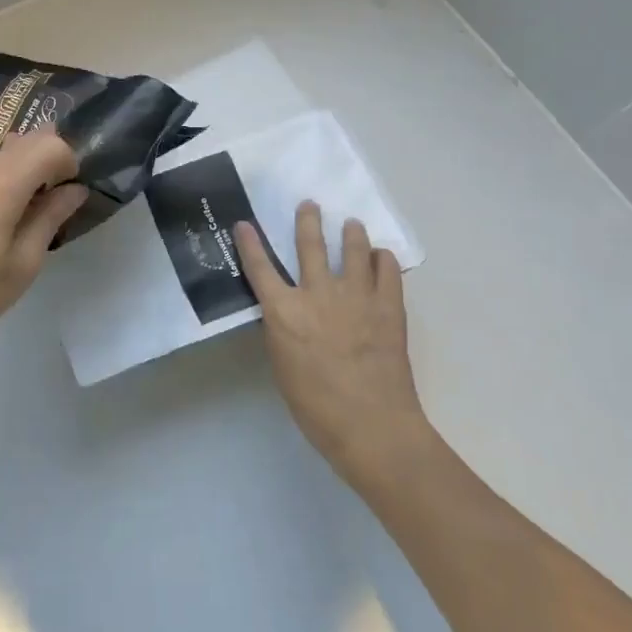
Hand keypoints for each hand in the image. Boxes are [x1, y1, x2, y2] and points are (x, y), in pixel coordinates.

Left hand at [0, 129, 86, 365]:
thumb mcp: (23, 264)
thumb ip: (50, 218)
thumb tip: (75, 189)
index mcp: (3, 186)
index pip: (50, 144)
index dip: (71, 162)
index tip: (74, 196)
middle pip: (29, 139)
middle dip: (55, 158)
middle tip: (65, 198)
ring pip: (8, 152)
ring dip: (33, 167)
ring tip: (41, 208)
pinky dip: (12, 178)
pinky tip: (12, 217)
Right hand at [233, 201, 431, 492]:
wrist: (372, 427)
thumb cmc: (316, 408)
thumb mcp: (283, 366)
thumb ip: (284, 330)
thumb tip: (288, 312)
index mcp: (284, 312)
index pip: (260, 267)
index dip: (249, 243)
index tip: (243, 223)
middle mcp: (317, 294)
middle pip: (309, 244)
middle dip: (307, 220)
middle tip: (309, 204)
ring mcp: (356, 296)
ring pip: (353, 248)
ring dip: (351, 232)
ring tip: (351, 224)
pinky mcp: (389, 305)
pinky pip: (387, 269)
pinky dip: (383, 259)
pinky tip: (381, 257)